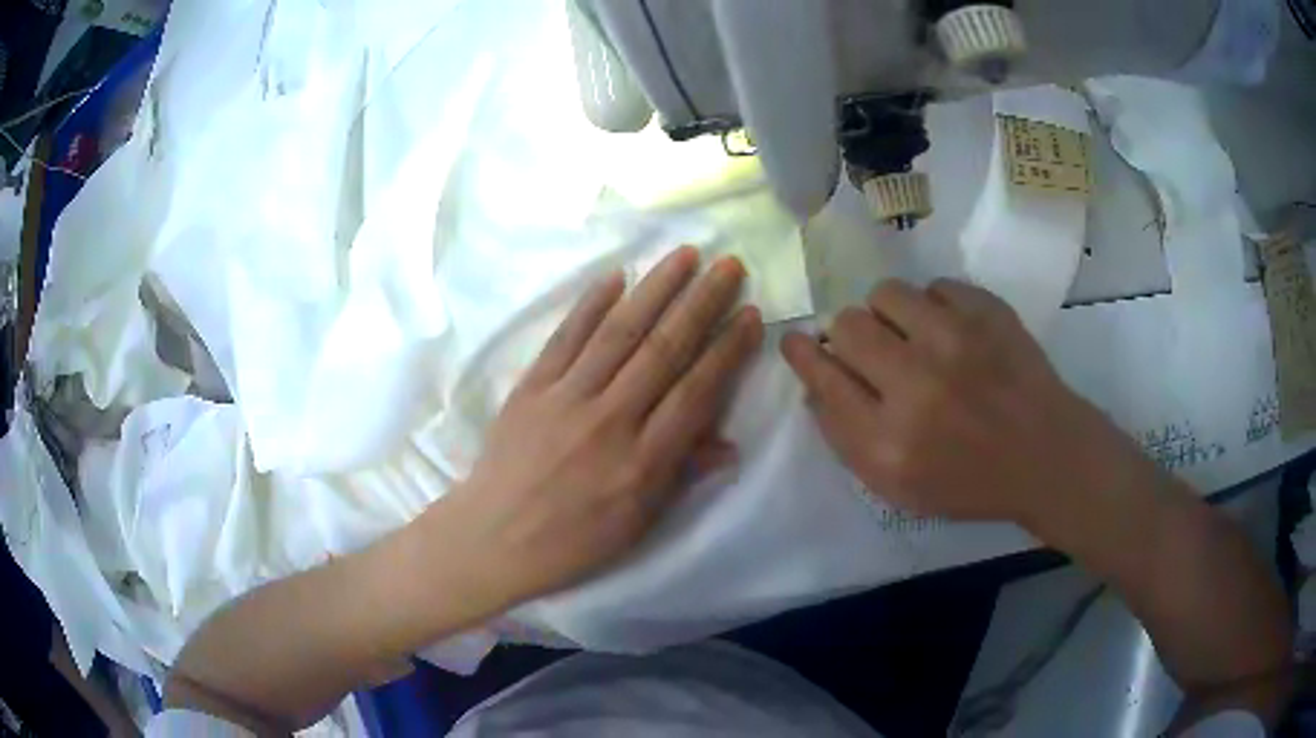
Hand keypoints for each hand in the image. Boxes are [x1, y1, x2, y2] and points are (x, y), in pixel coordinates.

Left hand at [432, 247, 761, 613]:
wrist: (493, 538)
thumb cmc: (573, 540)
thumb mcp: (638, 523)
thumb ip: (682, 475)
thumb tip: (730, 445)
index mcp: (642, 462)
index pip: (696, 392)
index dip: (727, 350)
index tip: (750, 314)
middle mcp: (609, 421)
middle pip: (664, 350)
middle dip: (702, 303)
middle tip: (728, 265)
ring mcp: (565, 399)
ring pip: (618, 333)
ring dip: (656, 289)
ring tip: (685, 255)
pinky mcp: (530, 387)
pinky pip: (565, 338)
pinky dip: (590, 304)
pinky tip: (616, 276)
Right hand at [782, 278, 1139, 526]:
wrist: (1044, 455)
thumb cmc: (968, 481)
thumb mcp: (897, 486)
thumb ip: (846, 437)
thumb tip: (816, 378)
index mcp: (888, 442)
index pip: (823, 378)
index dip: (802, 354)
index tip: (796, 341)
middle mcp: (917, 385)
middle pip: (848, 325)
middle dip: (849, 335)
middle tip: (874, 351)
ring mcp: (957, 341)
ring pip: (887, 293)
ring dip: (890, 314)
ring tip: (914, 336)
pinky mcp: (988, 312)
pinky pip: (936, 286)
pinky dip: (936, 307)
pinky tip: (953, 333)